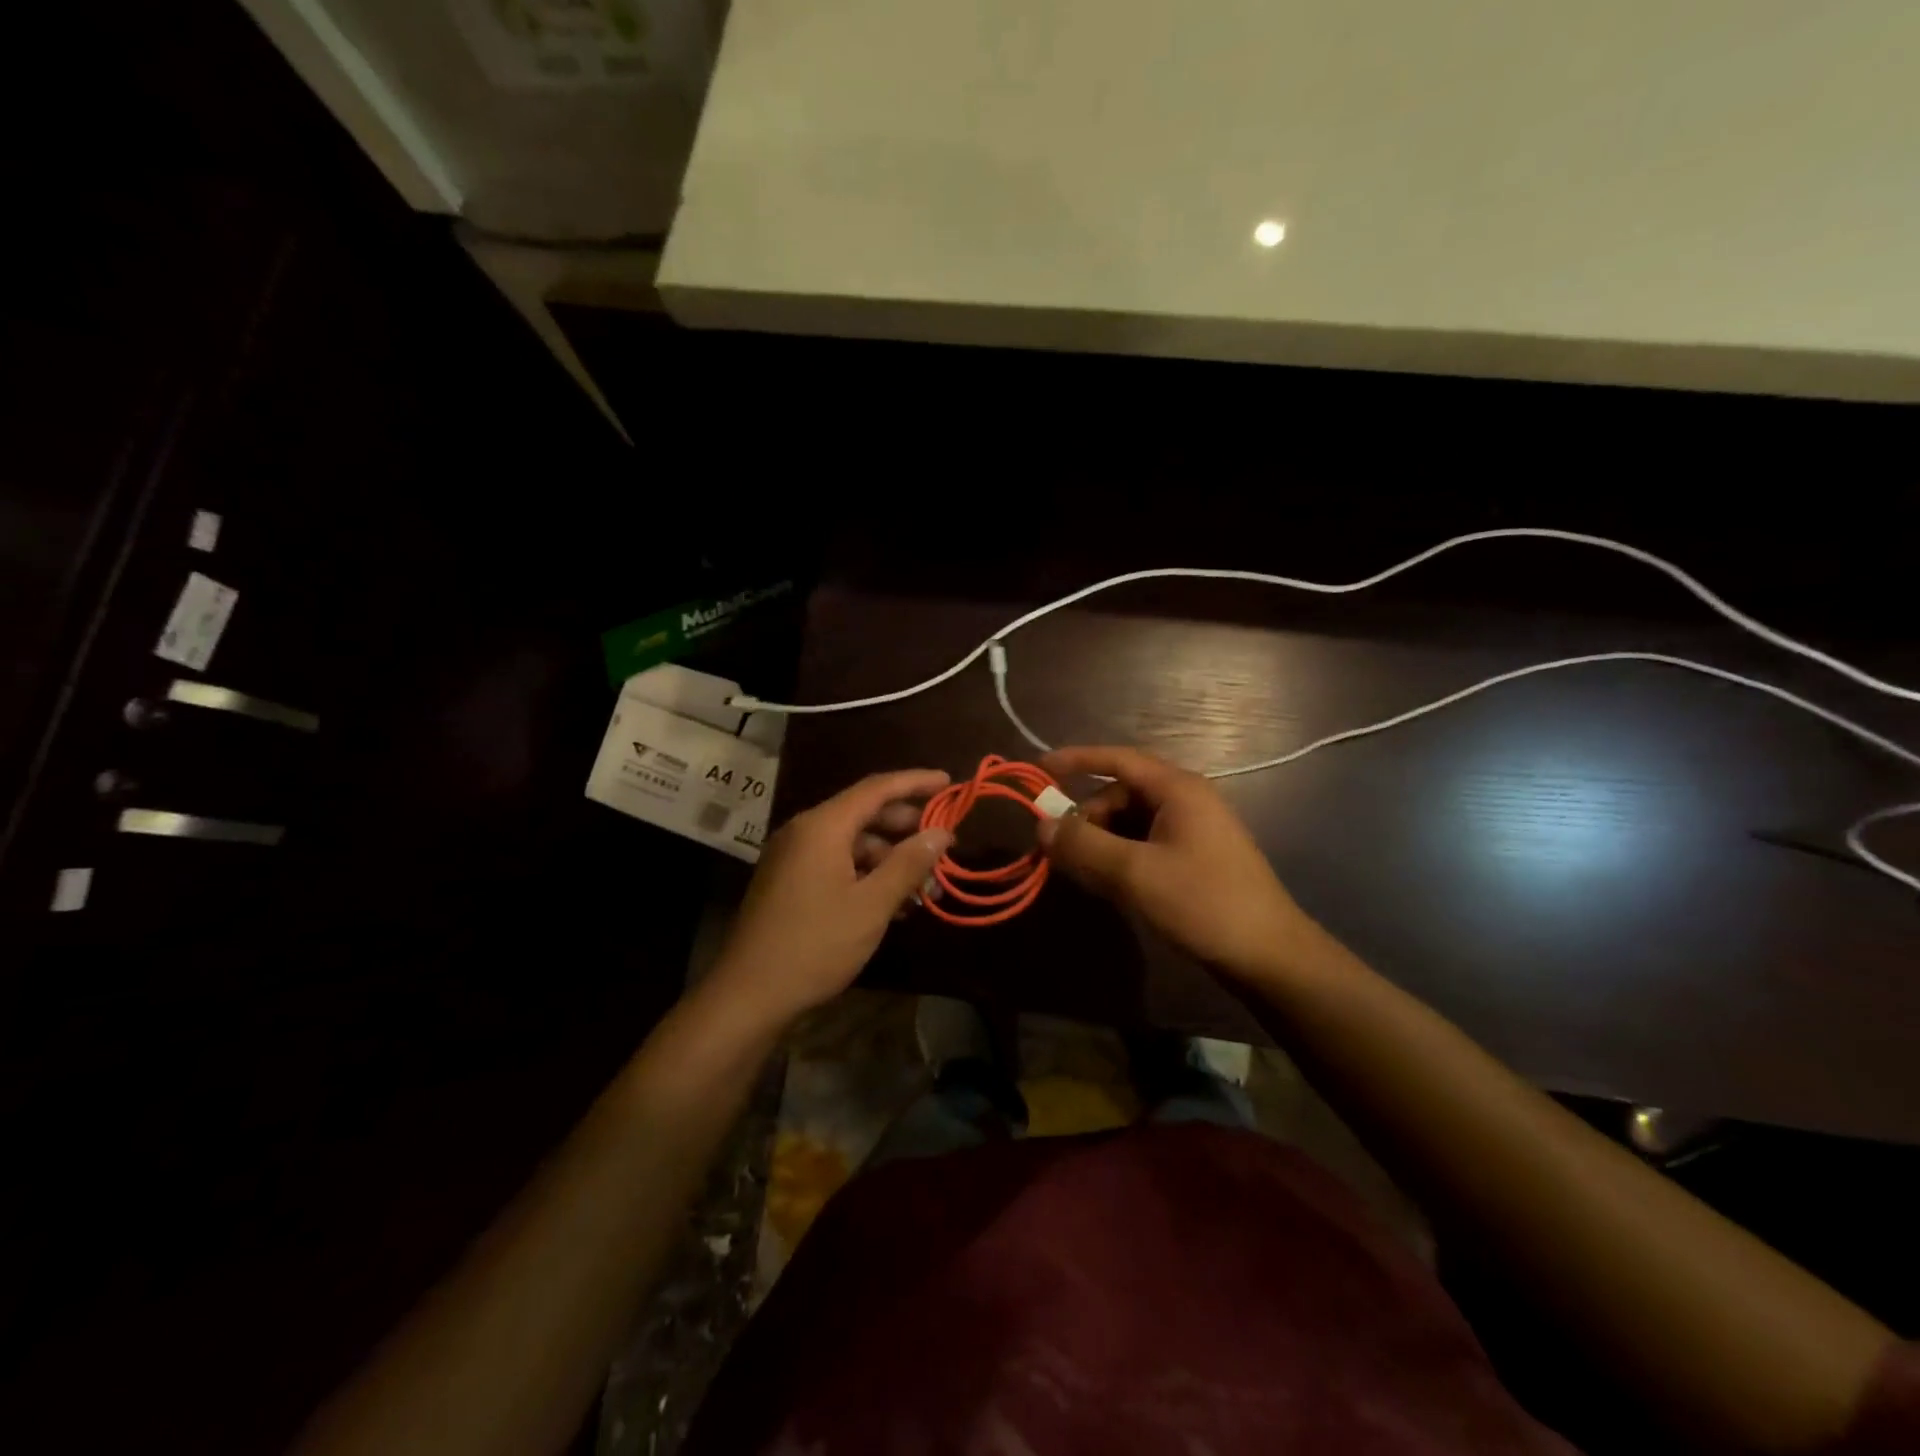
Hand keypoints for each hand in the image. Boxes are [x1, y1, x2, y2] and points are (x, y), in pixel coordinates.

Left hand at [707, 769, 954, 1028]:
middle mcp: (805, 831)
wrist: (749, 994)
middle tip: (943, 842)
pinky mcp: (790, 881)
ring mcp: (794, 856)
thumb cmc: (815, 944)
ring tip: (925, 884)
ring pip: (852, 841)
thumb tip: (941, 833)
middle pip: (864, 812)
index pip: (877, 788)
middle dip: (907, 826)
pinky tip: (894, 900)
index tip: (949, 783)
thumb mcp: (871, 905)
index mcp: (822, 826)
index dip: (916, 782)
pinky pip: (837, 862)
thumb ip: (909, 863)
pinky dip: (867, 872)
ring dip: (890, 857)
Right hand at [1037, 746, 1320, 981]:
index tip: (1038, 769)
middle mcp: (1186, 800)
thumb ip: (1084, 845)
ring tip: (1080, 872)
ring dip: (1101, 841)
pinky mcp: (1193, 858)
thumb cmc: (1203, 903)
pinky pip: (1144, 844)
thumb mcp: (1134, 873)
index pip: (1117, 759)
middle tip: (1057, 849)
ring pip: (1130, 822)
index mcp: (1177, 789)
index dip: (1076, 760)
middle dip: (1086, 817)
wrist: (1269, 956)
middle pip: (1120, 794)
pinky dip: (1119, 856)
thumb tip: (1041, 825)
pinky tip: (1107, 883)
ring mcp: (1192, 830)